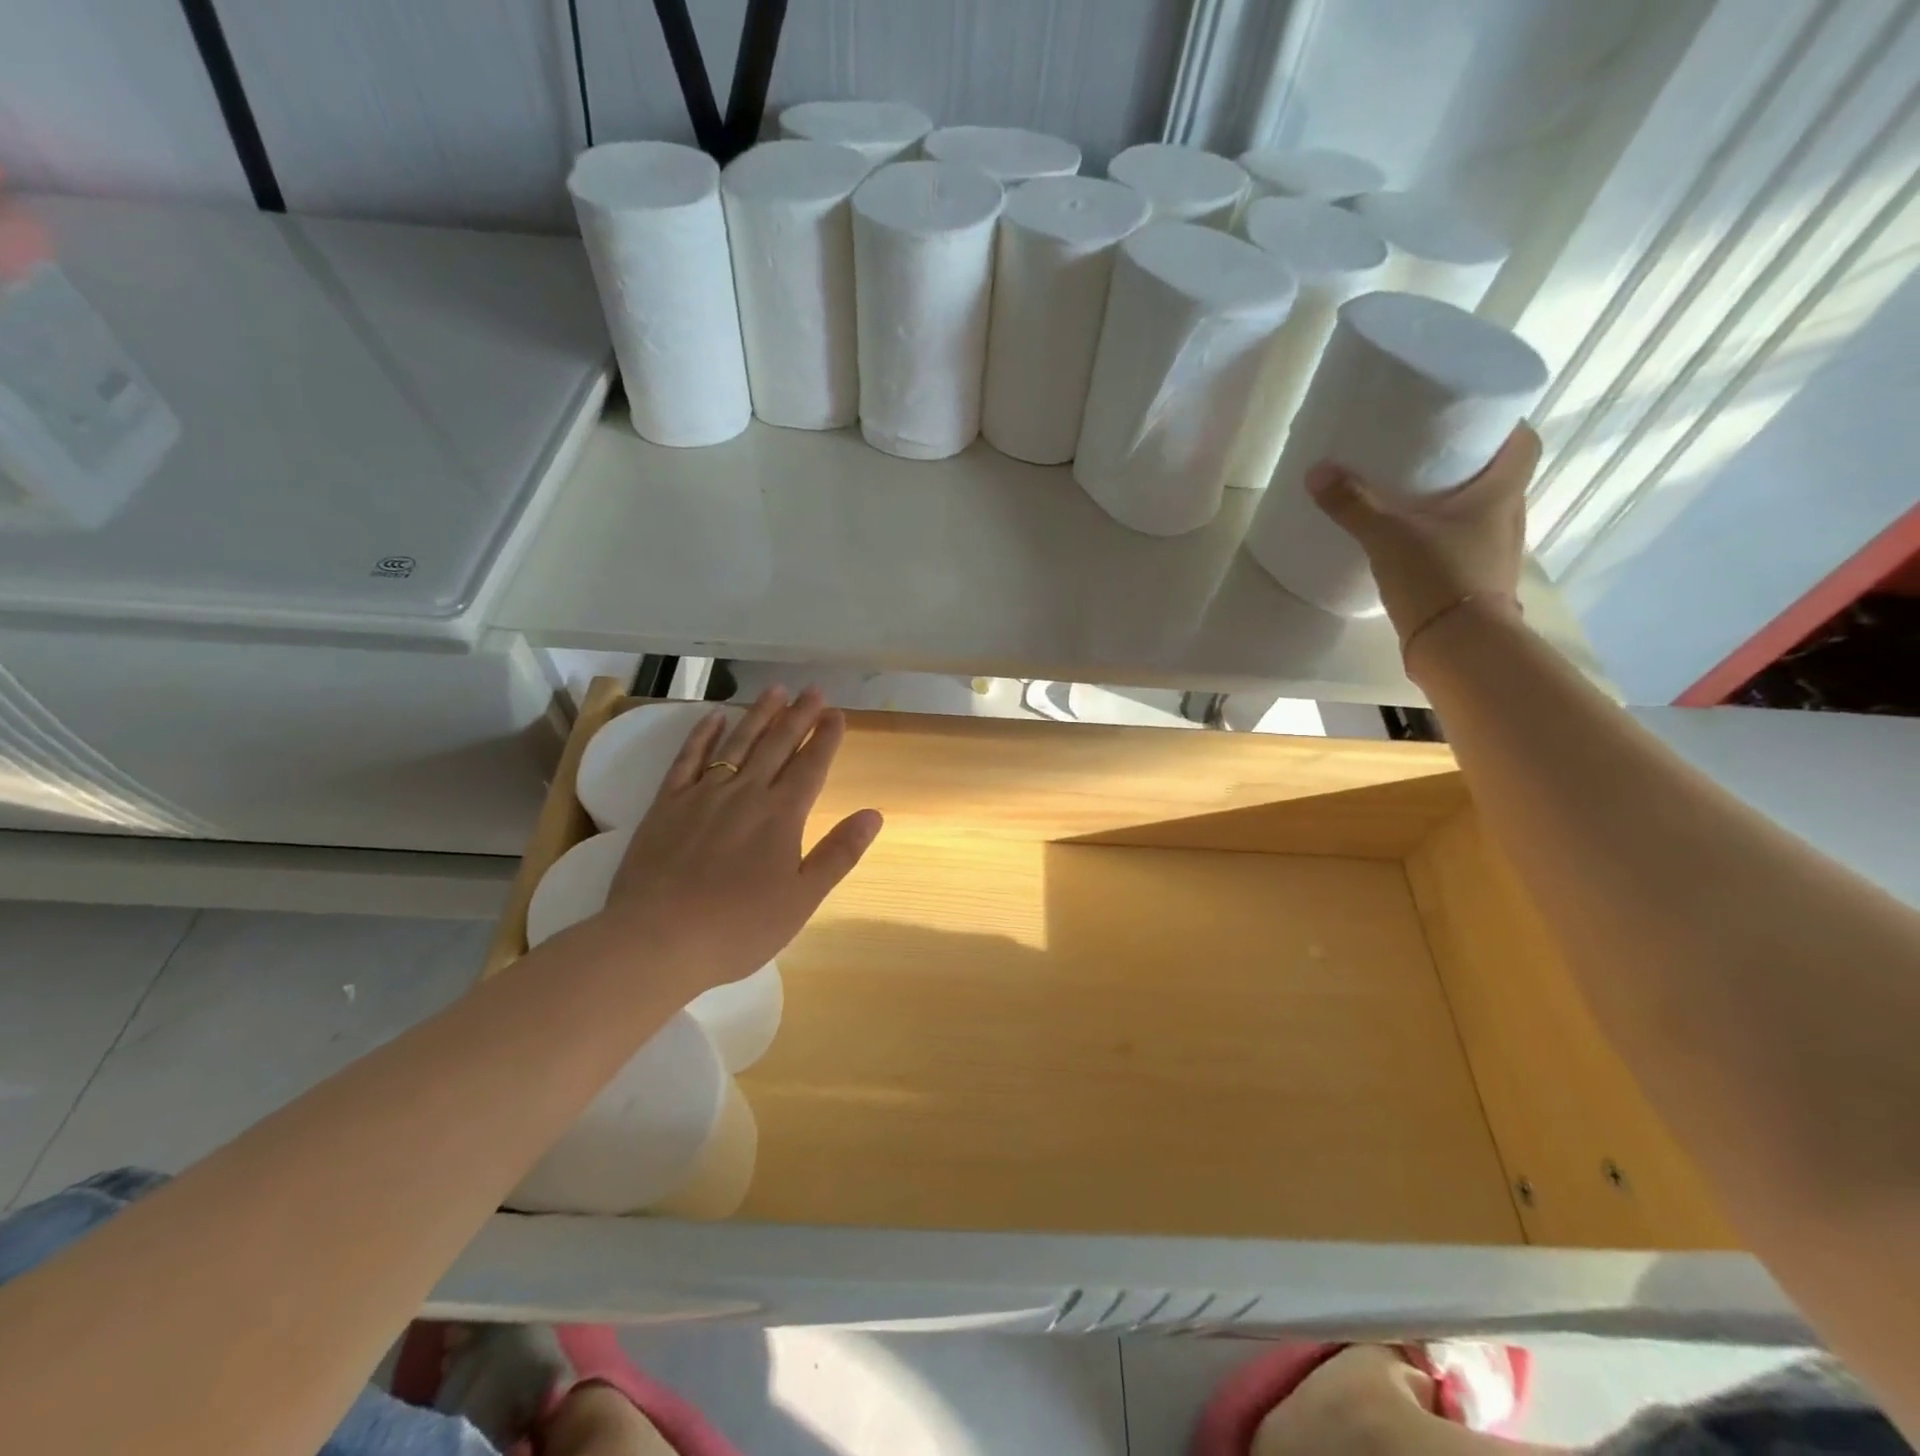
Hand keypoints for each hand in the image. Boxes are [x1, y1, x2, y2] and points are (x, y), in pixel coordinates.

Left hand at [597, 687, 882, 993]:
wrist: (657, 940)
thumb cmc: (738, 927)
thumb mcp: (802, 899)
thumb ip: (839, 853)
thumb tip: (874, 814)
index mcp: (781, 816)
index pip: (810, 766)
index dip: (826, 738)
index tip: (837, 714)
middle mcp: (745, 793)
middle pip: (777, 745)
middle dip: (799, 716)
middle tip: (814, 691)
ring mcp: (703, 795)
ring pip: (737, 743)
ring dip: (759, 714)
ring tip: (775, 690)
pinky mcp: (667, 804)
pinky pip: (688, 758)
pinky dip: (703, 734)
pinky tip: (715, 716)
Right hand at [1308, 425, 1540, 663]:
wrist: (1459, 648)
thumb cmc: (1437, 578)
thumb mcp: (1387, 535)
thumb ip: (1353, 504)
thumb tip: (1317, 470)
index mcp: (1501, 493)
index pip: (1522, 442)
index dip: (1502, 425)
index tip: (1469, 418)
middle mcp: (1508, 517)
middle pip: (1498, 476)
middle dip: (1467, 463)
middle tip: (1427, 454)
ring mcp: (1495, 552)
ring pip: (1480, 513)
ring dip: (1455, 502)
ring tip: (1414, 496)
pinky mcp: (1476, 581)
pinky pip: (1464, 544)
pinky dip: (1444, 536)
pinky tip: (1413, 541)